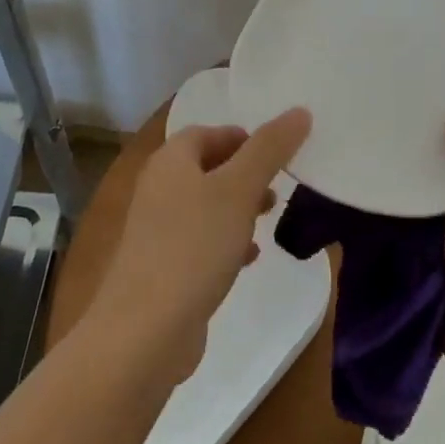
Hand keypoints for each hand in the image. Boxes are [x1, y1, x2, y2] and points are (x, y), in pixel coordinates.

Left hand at [92, 108, 311, 385]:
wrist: (144, 332)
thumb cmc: (194, 247)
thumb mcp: (239, 190)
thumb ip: (270, 149)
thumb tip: (299, 111)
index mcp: (170, 162)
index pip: (207, 132)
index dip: (242, 137)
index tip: (277, 152)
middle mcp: (158, 189)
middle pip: (207, 167)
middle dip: (244, 172)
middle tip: (278, 183)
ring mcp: (157, 231)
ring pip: (206, 205)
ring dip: (238, 207)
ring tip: (270, 215)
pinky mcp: (163, 268)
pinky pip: (200, 242)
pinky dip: (227, 241)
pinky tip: (250, 258)